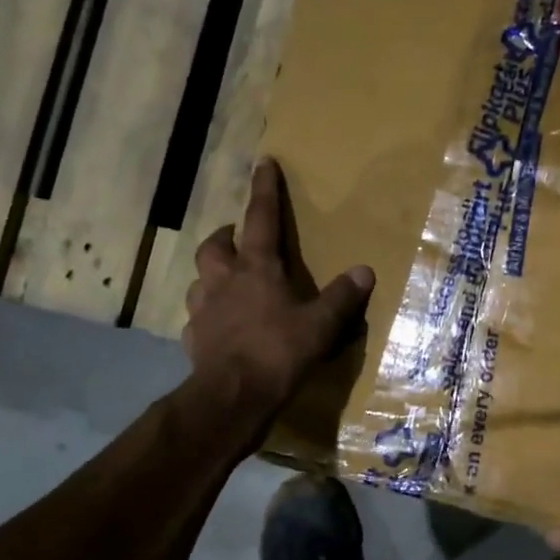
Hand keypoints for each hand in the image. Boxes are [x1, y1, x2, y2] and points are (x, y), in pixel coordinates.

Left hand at [183, 159, 374, 420]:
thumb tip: (365, 271)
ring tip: (227, 280)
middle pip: (216, 245)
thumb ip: (342, 297)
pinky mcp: (194, 338)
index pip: (261, 219)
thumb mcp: (320, 325)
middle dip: (227, 235)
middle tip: (238, 236)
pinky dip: (208, 314)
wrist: (233, 395)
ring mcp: (204, 309)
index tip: (263, 163)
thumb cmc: (278, 352)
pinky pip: (198, 317)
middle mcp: (224, 280)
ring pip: (200, 278)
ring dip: (213, 272)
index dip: (265, 190)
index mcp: (257, 269)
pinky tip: (217, 325)